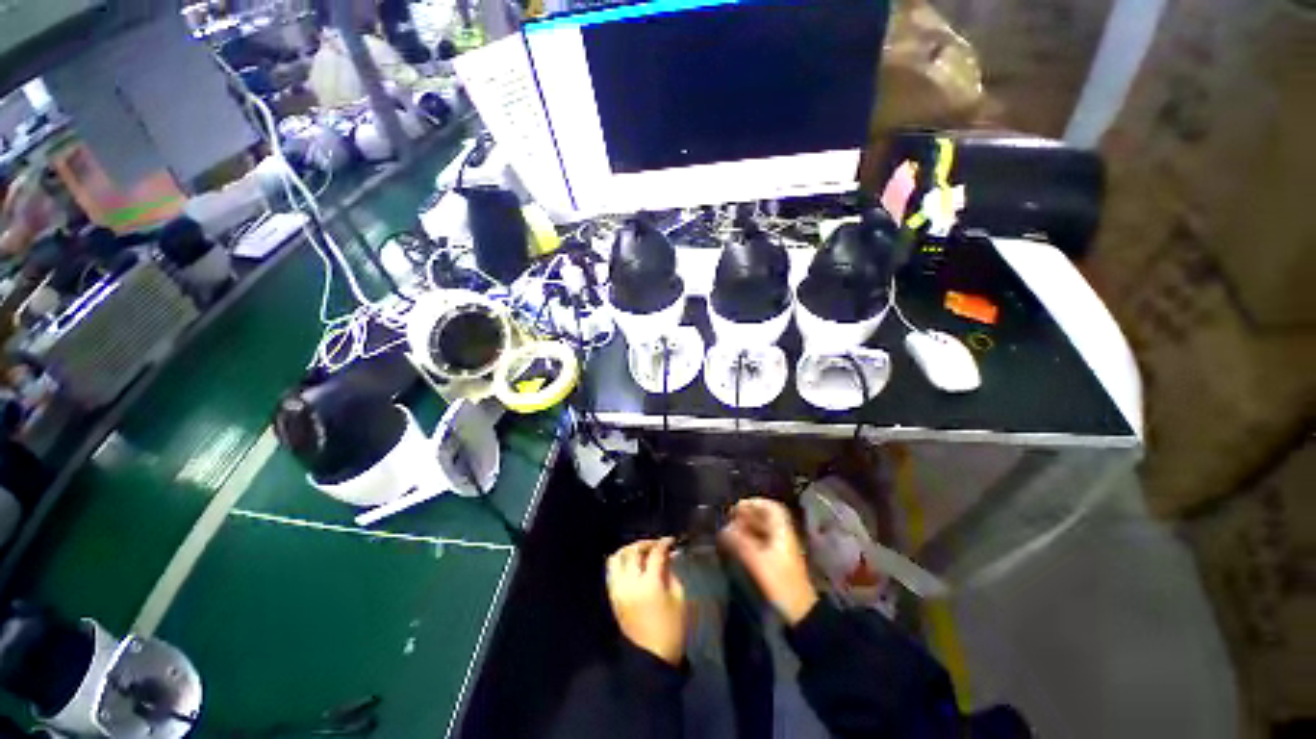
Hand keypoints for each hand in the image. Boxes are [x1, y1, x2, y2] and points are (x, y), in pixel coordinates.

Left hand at [606, 537, 686, 665]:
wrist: (651, 658)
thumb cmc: (672, 629)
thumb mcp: (679, 598)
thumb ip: (670, 572)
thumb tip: (665, 557)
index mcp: (650, 585)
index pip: (655, 553)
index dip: (664, 543)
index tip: (670, 541)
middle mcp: (630, 583)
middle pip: (632, 551)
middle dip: (645, 543)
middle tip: (656, 545)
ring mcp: (618, 590)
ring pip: (617, 558)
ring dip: (629, 550)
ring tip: (642, 552)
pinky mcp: (613, 597)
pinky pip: (611, 571)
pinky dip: (621, 562)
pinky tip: (632, 564)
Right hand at [718, 498, 817, 625]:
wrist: (800, 611)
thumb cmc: (780, 583)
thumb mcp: (757, 562)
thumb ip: (740, 543)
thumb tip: (723, 529)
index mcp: (782, 531)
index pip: (771, 507)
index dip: (754, 503)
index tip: (736, 508)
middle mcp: (783, 535)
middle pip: (767, 516)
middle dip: (748, 514)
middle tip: (730, 518)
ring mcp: (782, 547)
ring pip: (765, 528)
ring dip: (749, 526)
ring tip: (732, 530)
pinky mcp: (779, 559)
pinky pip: (764, 539)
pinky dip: (752, 537)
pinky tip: (740, 543)